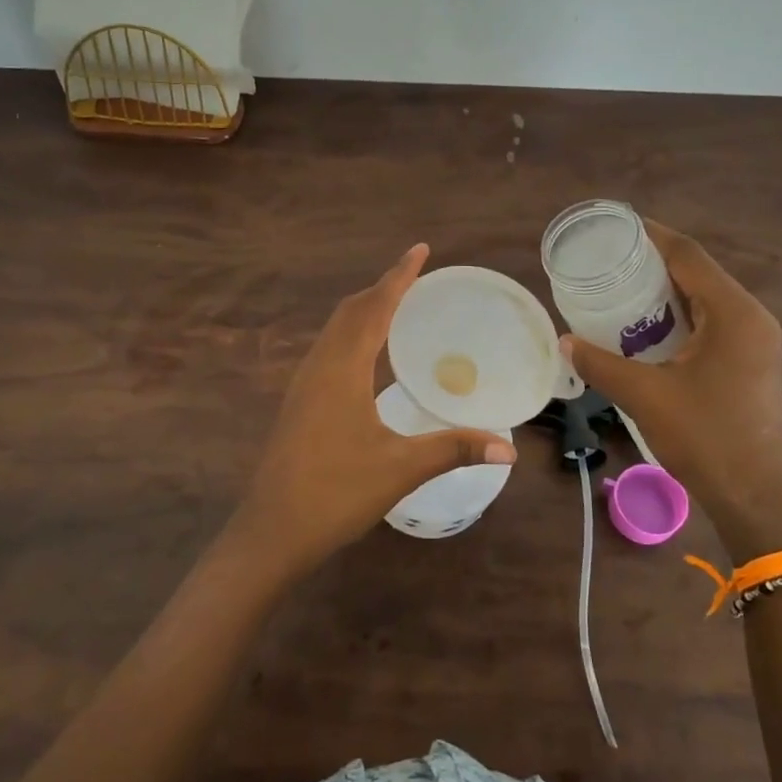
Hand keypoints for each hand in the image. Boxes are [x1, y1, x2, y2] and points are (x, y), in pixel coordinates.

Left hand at [226, 244, 515, 576]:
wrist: (272, 531)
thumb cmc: (336, 493)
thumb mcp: (401, 468)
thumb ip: (454, 449)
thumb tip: (509, 447)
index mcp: (342, 368)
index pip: (374, 307)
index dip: (399, 276)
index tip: (420, 250)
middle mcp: (319, 366)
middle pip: (350, 310)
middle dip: (382, 288)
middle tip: (416, 277)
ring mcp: (304, 384)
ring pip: (334, 330)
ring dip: (364, 310)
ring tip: (397, 306)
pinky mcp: (299, 403)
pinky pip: (328, 350)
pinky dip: (352, 335)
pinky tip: (368, 356)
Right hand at [562, 221, 781, 559]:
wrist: (755, 496)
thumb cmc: (705, 438)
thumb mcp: (646, 396)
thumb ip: (601, 365)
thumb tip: (565, 343)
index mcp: (734, 314)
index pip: (689, 256)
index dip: (653, 236)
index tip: (616, 226)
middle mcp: (750, 318)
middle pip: (698, 273)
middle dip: (654, 262)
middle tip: (608, 259)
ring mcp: (753, 341)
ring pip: (704, 299)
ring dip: (665, 290)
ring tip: (619, 287)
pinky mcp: (748, 362)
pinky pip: (709, 322)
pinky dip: (677, 316)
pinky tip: (645, 326)